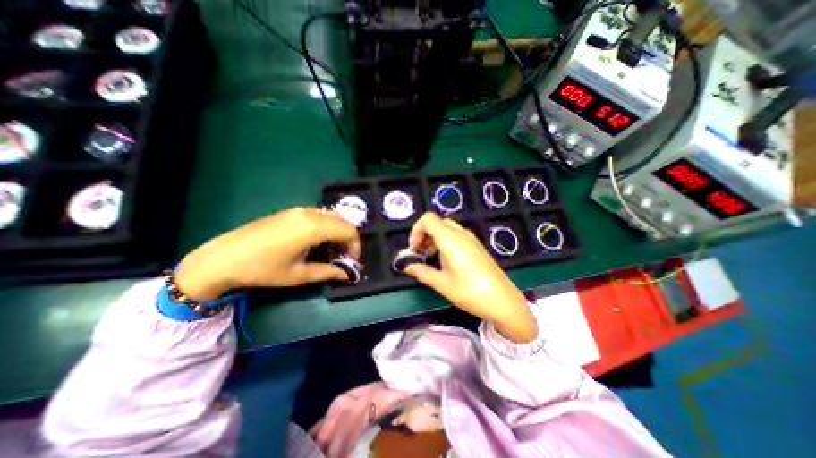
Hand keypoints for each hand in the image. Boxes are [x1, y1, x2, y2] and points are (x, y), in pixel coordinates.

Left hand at [175, 208, 359, 300]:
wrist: (223, 257)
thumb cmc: (263, 269)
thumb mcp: (298, 275)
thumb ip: (327, 272)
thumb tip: (346, 274)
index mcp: (314, 227)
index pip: (349, 231)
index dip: (355, 246)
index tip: (351, 262)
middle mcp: (310, 213)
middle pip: (342, 222)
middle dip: (348, 240)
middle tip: (343, 257)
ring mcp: (299, 210)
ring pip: (331, 217)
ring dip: (337, 233)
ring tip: (330, 251)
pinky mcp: (291, 212)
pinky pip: (319, 216)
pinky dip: (326, 227)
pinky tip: (317, 242)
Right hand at [400, 214, 536, 343]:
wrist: (503, 300)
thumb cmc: (470, 291)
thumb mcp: (442, 283)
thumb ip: (421, 272)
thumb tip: (407, 267)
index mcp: (450, 239)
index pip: (428, 219)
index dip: (416, 231)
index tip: (414, 249)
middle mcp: (461, 233)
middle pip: (437, 222)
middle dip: (424, 235)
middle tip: (420, 253)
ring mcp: (471, 239)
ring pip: (447, 228)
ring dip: (434, 238)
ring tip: (430, 258)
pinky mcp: (476, 246)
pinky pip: (456, 235)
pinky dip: (445, 242)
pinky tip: (445, 260)